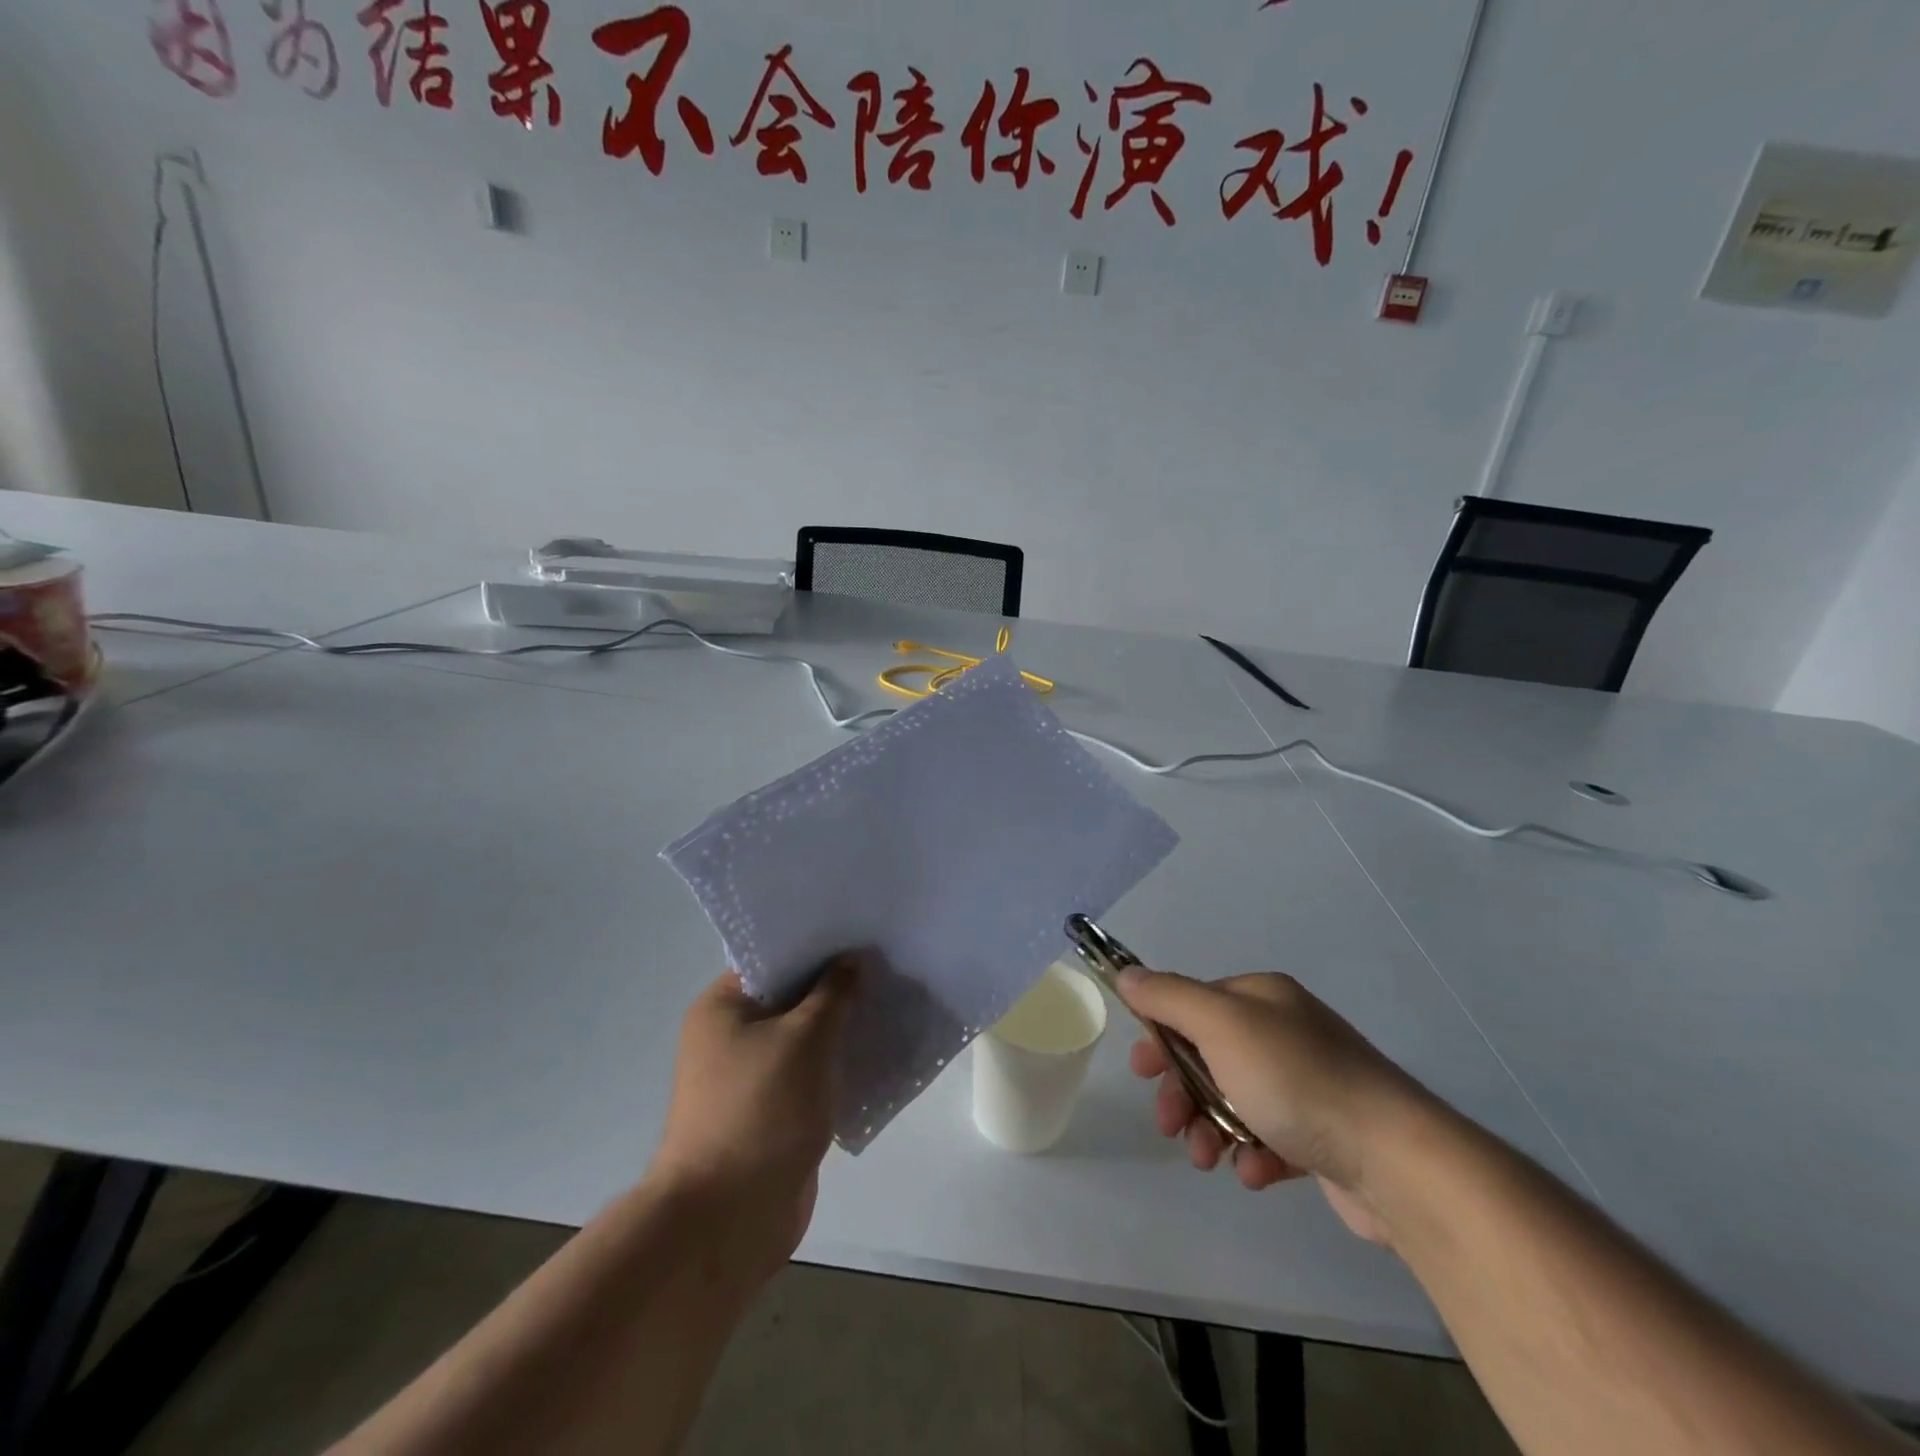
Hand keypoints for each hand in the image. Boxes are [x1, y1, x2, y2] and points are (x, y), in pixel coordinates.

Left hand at [649, 960, 856, 1280]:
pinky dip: (839, 1065)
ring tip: (891, 1003)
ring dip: (842, 1028)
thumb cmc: (761, 1110)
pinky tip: (878, 1052)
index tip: (862, 935)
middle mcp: (730, 1036)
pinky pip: (811, 1074)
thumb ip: (834, 993)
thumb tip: (852, 959)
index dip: (818, 945)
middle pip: (792, 997)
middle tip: (886, 965)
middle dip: (837, 987)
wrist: (728, 1220)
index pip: (774, 958)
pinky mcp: (773, 1112)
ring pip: (805, 1038)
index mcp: (723, 1007)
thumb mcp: (805, 1037)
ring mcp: (751, 1078)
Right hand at [1118, 969, 1427, 1244]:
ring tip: (1207, 1158)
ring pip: (1234, 1100)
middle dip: (1182, 1091)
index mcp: (1262, 998)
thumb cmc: (1295, 1080)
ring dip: (1209, 1128)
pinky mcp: (1325, 1134)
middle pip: (1209, 1055)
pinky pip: (1270, 1137)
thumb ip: (1168, 996)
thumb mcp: (1220, 1025)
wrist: (1397, 1161)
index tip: (1143, 1071)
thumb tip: (1127, 973)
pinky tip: (1256, 1171)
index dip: (1161, 1034)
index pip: (1193, 1004)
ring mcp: (1308, 1084)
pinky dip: (1253, 1153)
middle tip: (1169, 1125)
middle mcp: (1285, 1032)